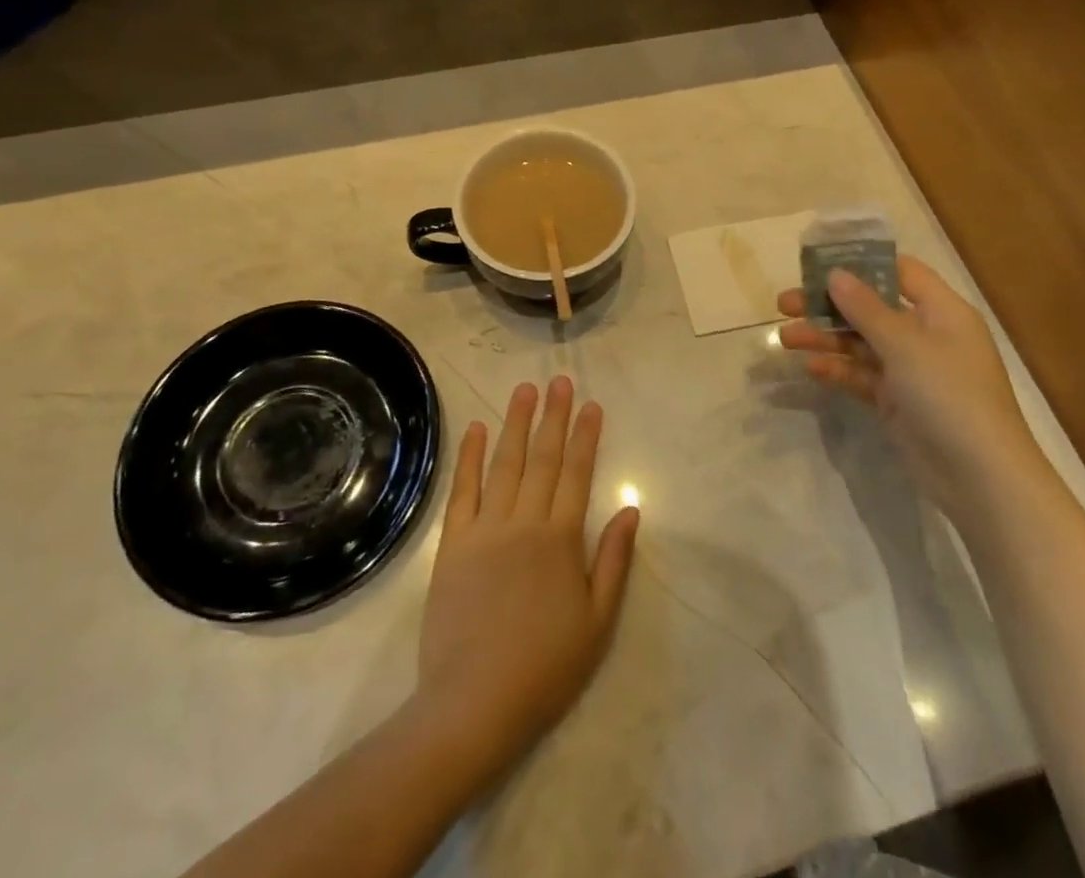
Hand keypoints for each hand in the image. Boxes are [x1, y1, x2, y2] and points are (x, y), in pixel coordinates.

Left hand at [414, 377, 638, 784]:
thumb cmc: (545, 667)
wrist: (474, 703)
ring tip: (524, 389)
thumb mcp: (597, 621)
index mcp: (561, 539)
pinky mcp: (453, 543)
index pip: (577, 473)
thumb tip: (631, 509)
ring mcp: (486, 529)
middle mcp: (525, 522)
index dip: (586, 436)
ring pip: (505, 464)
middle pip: (543, 458)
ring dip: (516, 423)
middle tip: (560, 381)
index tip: (592, 404)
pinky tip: (476, 429)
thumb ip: (613, 560)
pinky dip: (470, 457)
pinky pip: (462, 490)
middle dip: (554, 416)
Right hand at [777, 257, 1042, 509]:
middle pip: (871, 307)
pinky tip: (810, 369)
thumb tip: (835, 273)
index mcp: (941, 310)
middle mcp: (926, 334)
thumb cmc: (949, 394)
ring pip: (861, 343)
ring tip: (785, 338)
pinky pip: (862, 376)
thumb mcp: (905, 345)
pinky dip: (838, 370)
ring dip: (826, 338)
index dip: (860, 263)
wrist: (981, 478)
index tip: (817, 263)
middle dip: (828, 305)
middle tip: (784, 304)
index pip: (899, 271)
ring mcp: (912, 370)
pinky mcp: (898, 401)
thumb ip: (865, 308)